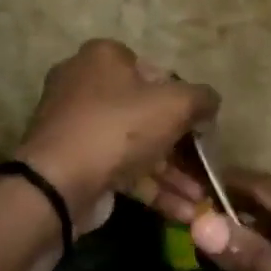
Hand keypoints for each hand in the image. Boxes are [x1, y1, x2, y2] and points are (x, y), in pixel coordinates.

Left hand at [15, 39, 219, 229]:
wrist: (60, 183)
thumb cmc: (120, 128)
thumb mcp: (175, 104)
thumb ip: (202, 99)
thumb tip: (210, 103)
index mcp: (104, 58)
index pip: (155, 72)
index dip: (183, 98)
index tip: (202, 124)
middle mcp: (85, 86)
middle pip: (146, 113)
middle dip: (182, 146)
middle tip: (206, 164)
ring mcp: (79, 128)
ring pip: (137, 147)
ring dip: (173, 174)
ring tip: (202, 197)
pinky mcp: (79, 165)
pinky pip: (123, 172)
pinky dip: (154, 189)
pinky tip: (185, 211)